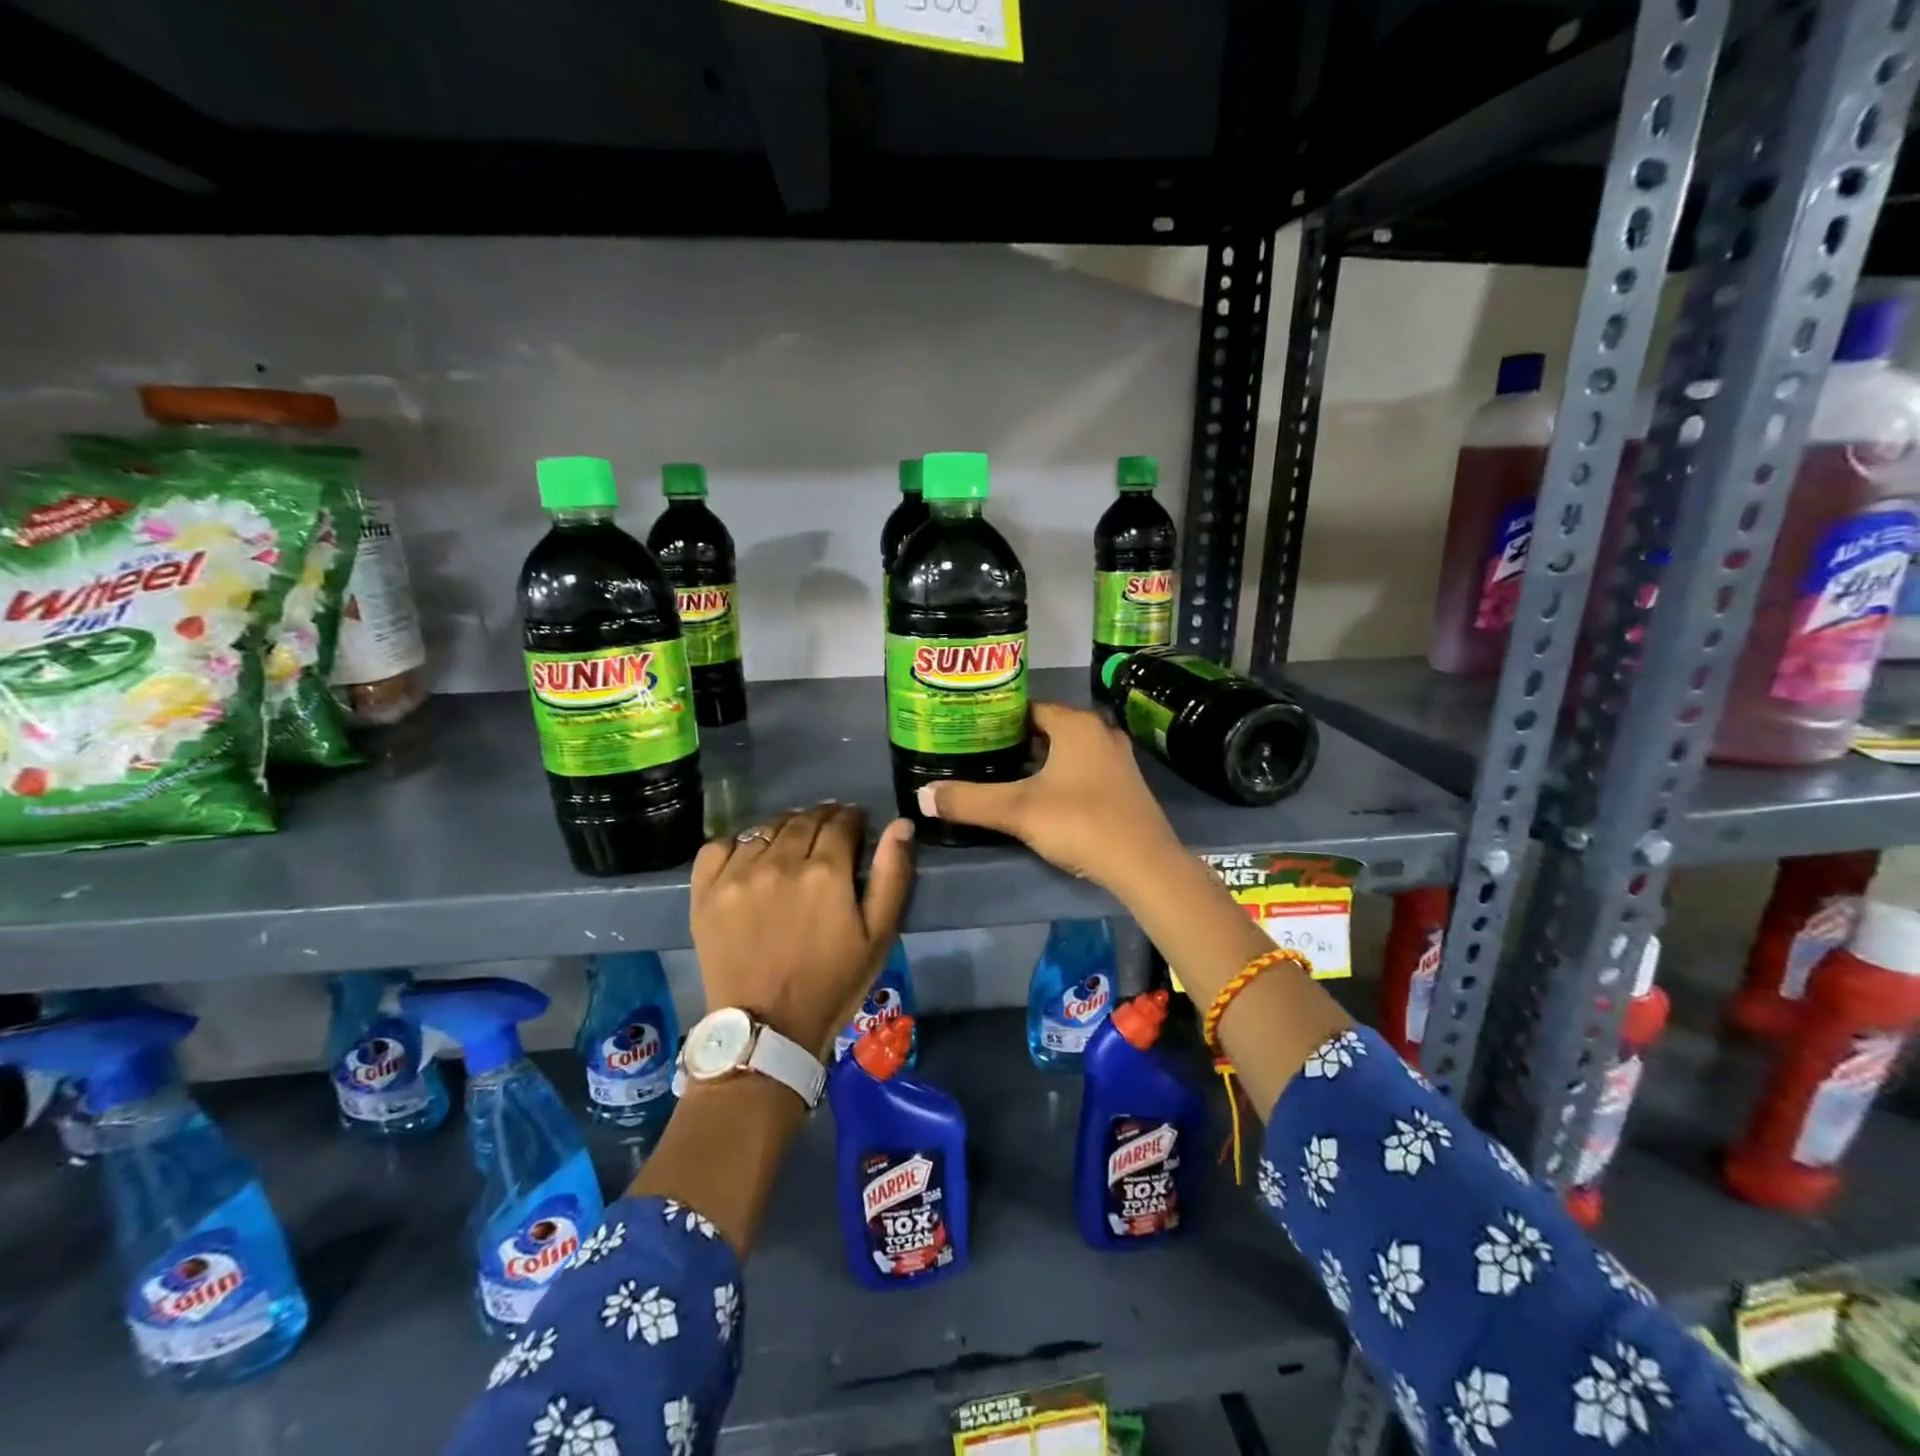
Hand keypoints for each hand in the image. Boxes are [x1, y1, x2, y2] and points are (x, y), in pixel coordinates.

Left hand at [690, 804, 914, 1057]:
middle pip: (803, 819)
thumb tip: (901, 824)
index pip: (841, 822)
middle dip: (822, 818)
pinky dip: (738, 842)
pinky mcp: (705, 891)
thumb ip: (892, 875)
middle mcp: (779, 862)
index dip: (853, 818)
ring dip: (784, 827)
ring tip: (792, 842)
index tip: (857, 824)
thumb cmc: (832, 984)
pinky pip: (720, 845)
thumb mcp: (878, 936)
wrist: (767, 1030)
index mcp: (825, 871)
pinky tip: (751, 856)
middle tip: (828, 831)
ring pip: (765, 828)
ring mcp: (737, 874)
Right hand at [917, 702, 1183, 894]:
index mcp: (1076, 724)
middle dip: (1015, 742)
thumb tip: (922, 796)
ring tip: (1004, 777)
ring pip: (1066, 752)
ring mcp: (1117, 760)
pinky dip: (1061, 778)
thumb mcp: (1017, 811)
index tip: (970, 733)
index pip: (1028, 709)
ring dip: (1039, 762)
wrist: (1144, 865)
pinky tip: (1042, 800)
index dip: (998, 719)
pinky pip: (1083, 770)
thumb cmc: (1080, 822)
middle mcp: (1100, 733)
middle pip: (1047, 729)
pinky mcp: (1125, 787)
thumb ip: (968, 801)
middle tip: (980, 756)